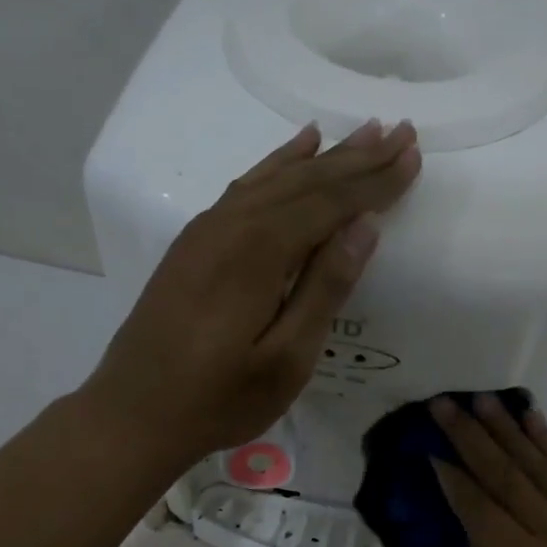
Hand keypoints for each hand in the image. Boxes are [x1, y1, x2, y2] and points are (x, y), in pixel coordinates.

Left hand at [85, 119, 420, 467]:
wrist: (133, 414)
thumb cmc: (219, 398)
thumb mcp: (286, 358)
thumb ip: (325, 288)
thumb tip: (364, 226)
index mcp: (258, 251)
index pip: (330, 202)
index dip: (375, 180)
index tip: (413, 154)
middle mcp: (232, 224)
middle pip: (306, 180)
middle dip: (357, 157)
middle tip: (400, 131)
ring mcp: (207, 229)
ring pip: (276, 178)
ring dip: (323, 156)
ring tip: (362, 132)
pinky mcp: (194, 242)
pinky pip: (246, 187)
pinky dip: (276, 164)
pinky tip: (296, 149)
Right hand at [430, 394, 546, 546]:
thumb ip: (477, 546)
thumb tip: (466, 499)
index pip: (477, 504)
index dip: (451, 474)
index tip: (429, 446)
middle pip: (505, 475)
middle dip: (471, 436)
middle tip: (444, 404)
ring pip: (539, 467)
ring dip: (508, 430)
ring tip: (482, 400)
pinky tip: (530, 419)